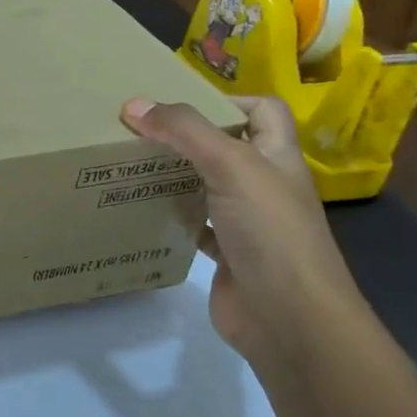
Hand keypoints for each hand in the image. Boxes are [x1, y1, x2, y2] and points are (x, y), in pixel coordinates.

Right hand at [120, 95, 361, 367]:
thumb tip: (134, 104)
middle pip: (225, 147)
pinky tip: (141, 213)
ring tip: (128, 167)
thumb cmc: (269, 230)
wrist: (288, 316)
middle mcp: (264, 185)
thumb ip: (184, 131)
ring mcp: (246, 222)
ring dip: (173, 177)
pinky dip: (170, 218)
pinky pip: (193, 226)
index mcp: (276, 156)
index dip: (226, 100)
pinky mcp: (226, 254)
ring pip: (204, 187)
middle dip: (185, 138)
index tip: (177, 105)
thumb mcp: (230, 165)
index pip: (262, 110)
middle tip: (137, 133)